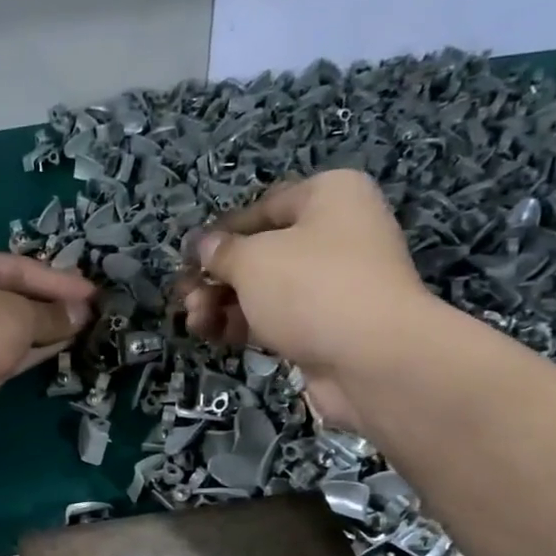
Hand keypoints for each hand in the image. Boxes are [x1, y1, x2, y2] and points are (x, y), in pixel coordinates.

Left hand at [0, 249, 94, 438]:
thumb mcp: (20, 314)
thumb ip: (53, 313)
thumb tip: (82, 314)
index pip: (16, 267)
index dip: (55, 279)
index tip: (91, 291)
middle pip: (14, 297)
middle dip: (52, 304)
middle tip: (91, 309)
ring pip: (14, 328)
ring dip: (48, 328)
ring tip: (86, 326)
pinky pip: (12, 353)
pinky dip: (37, 349)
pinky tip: (67, 344)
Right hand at [178, 169, 429, 429]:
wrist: (372, 358)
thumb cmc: (311, 288)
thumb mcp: (253, 259)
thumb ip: (221, 251)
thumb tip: (204, 245)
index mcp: (329, 197)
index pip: (262, 207)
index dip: (220, 232)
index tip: (187, 258)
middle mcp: (336, 235)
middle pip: (261, 252)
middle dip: (216, 276)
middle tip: (183, 296)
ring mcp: (332, 285)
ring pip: (264, 290)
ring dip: (222, 304)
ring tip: (192, 320)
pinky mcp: (325, 328)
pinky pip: (275, 319)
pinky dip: (242, 325)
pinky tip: (211, 335)